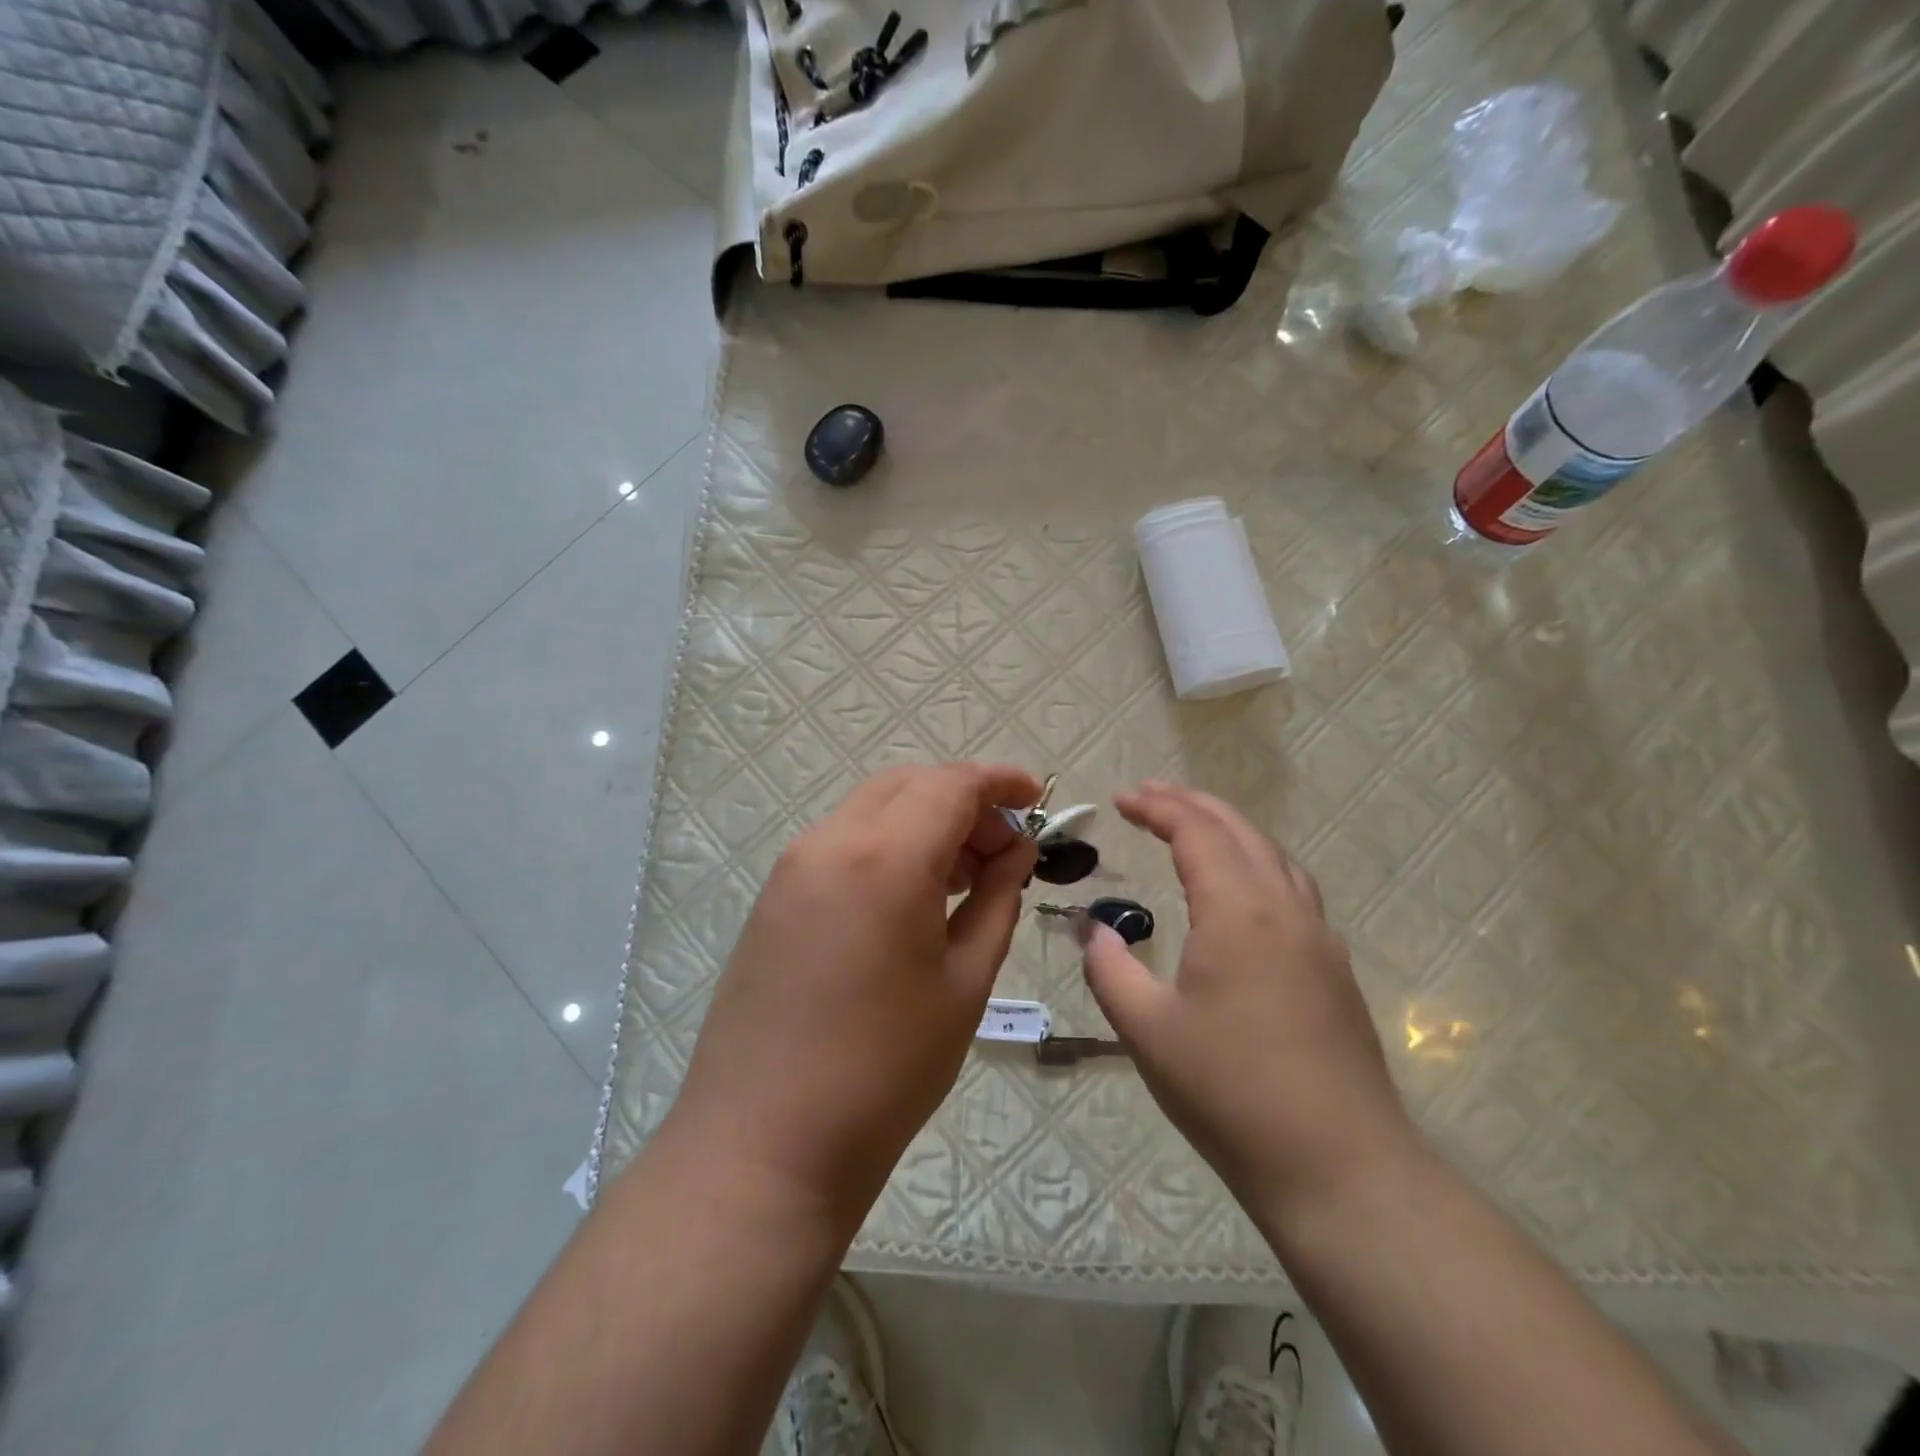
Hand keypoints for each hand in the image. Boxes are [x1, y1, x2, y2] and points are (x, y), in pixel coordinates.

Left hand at [669, 762, 1040, 1231]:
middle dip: (963, 800)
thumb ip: (996, 901)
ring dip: (924, 820)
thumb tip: (1016, 854)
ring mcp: (793, 867)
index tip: (1036, 800)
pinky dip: (887, 844)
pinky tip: (912, 896)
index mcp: (885, 858)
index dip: (1000, 782)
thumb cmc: (884, 1070)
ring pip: (872, 808)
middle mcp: (830, 842)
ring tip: (965, 876)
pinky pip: (842, 842)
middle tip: (1003, 849)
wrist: (764, 1144)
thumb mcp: (963, 983)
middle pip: (908, 784)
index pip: (951, 785)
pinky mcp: (774, 896)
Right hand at [1082, 781, 1415, 1213]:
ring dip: (1229, 829)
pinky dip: (1256, 863)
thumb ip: (1109, 968)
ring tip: (1192, 828)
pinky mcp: (1333, 968)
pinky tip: (1240, 891)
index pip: (1196, 831)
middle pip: (1240, 830)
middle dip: (1191, 804)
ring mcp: (1318, 937)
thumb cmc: (1230, 1091)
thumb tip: (1092, 929)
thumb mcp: (1147, 1029)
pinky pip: (1292, 887)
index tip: (1120, 799)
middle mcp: (1285, 908)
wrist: (1339, 1166)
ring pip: (1273, 855)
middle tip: (1149, 796)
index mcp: (1238, 911)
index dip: (1156, 806)